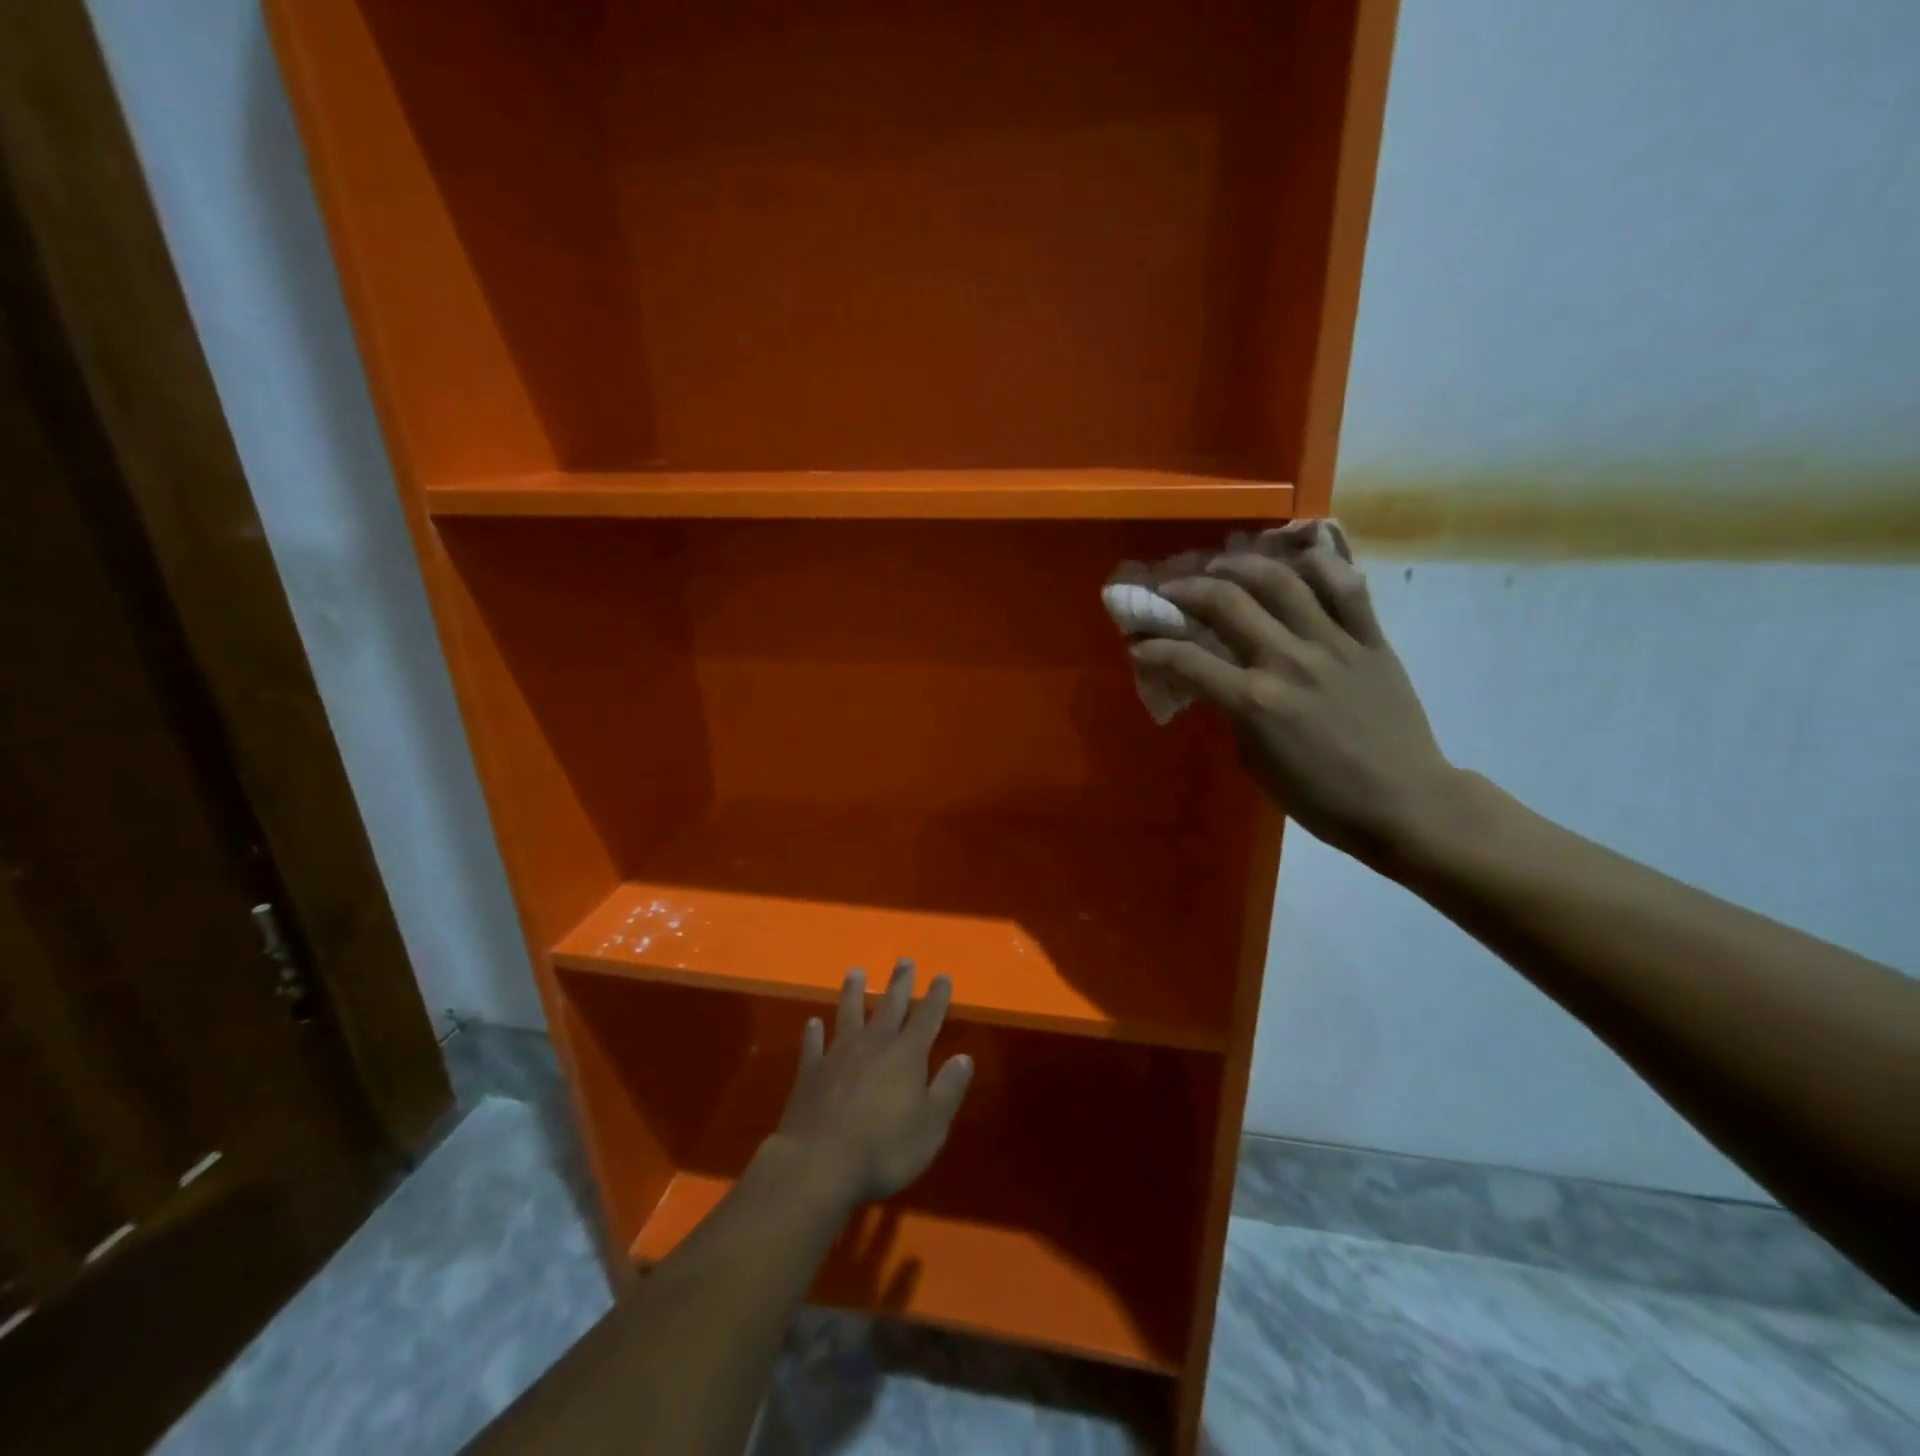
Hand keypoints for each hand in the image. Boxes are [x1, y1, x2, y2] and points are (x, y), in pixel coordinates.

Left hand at [769, 961, 973, 1206]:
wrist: (819, 1163)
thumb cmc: (884, 1149)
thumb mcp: (931, 1126)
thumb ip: (948, 1089)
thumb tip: (964, 1058)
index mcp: (907, 1054)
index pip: (927, 1017)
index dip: (937, 996)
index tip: (942, 976)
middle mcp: (874, 1044)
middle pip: (889, 1006)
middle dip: (900, 983)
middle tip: (904, 960)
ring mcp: (838, 1054)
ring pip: (848, 1014)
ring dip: (853, 993)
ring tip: (855, 973)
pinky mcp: (810, 1072)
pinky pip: (813, 1045)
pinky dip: (814, 1032)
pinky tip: (813, 1022)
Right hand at [1135, 546, 1463, 866]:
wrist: (1404, 803)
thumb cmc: (1320, 797)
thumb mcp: (1256, 762)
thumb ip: (1234, 713)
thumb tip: (1220, 681)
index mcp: (1254, 701)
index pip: (1186, 660)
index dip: (1153, 648)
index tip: (1138, 643)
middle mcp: (1288, 660)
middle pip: (1226, 602)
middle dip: (1185, 589)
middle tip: (1169, 589)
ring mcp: (1333, 644)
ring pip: (1281, 580)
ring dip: (1241, 564)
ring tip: (1221, 563)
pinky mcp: (1371, 639)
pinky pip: (1346, 587)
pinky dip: (1319, 565)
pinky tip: (1296, 559)